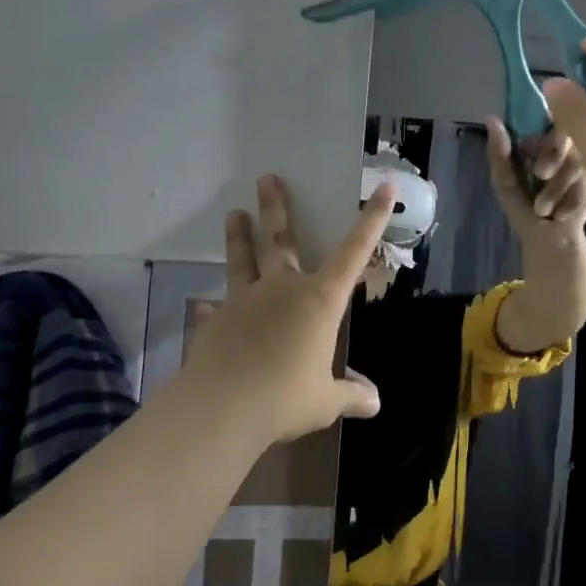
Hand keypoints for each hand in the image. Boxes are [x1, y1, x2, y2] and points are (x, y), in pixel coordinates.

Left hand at [179, 174, 394, 443]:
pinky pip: (215, 309)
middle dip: (277, 208)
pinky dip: (211, 308)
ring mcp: (245, 301)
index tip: (384, 188)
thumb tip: (374, 403)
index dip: (372, 220)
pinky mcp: (216, 320)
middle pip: (281, 240)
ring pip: (243, 261)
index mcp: (319, 300)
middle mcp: (282, 289)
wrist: (222, 407)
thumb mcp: (325, 401)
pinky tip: (201, 307)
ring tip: (233, 213)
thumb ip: (350, 395)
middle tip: (267, 178)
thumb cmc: (285, 398)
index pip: (354, 252)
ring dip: (239, 237)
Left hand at [483, 116, 585, 241]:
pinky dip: (572, 200)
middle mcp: (564, 145)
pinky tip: (562, 213)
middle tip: (540, 175)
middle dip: (551, 157)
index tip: (530, 150)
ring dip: (557, 188)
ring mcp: (585, 160)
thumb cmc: (523, 209)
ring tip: (545, 210)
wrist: (548, 240)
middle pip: (565, 135)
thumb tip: (491, 119)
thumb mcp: (504, 182)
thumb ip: (499, 153)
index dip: (539, 133)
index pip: (544, 119)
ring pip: (577, 160)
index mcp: (539, 141)